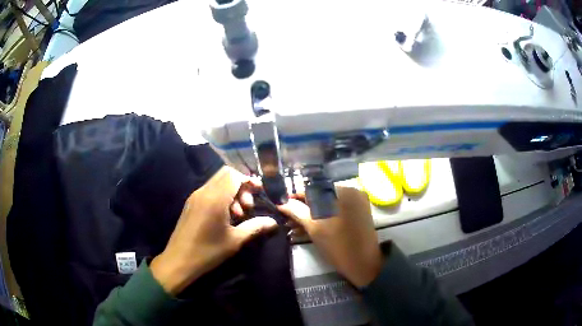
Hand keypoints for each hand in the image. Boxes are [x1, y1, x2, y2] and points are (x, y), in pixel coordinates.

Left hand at [150, 166, 277, 295]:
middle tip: (248, 206)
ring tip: (238, 214)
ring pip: (217, 182)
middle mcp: (203, 192)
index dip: (248, 180)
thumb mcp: (235, 241)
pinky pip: (209, 191)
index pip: (233, 175)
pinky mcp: (191, 203)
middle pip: (225, 174)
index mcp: (215, 199)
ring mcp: (195, 197)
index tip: (259, 192)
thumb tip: (273, 222)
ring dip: (231, 192)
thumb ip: (255, 227)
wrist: (179, 260)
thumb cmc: (208, 251)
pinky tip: (225, 216)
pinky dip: (221, 196)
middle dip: (241, 185)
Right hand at [278, 187, 383, 287]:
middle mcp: (350, 190)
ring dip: (311, 212)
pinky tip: (311, 225)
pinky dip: (324, 214)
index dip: (295, 196)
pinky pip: (336, 208)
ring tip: (296, 225)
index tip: (282, 205)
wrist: (363, 263)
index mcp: (341, 190)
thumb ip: (296, 211)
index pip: (312, 187)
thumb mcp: (314, 227)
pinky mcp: (358, 210)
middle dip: (303, 206)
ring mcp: (356, 200)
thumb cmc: (337, 246)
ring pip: (327, 202)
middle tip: (288, 217)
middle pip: (320, 194)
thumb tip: (282, 203)